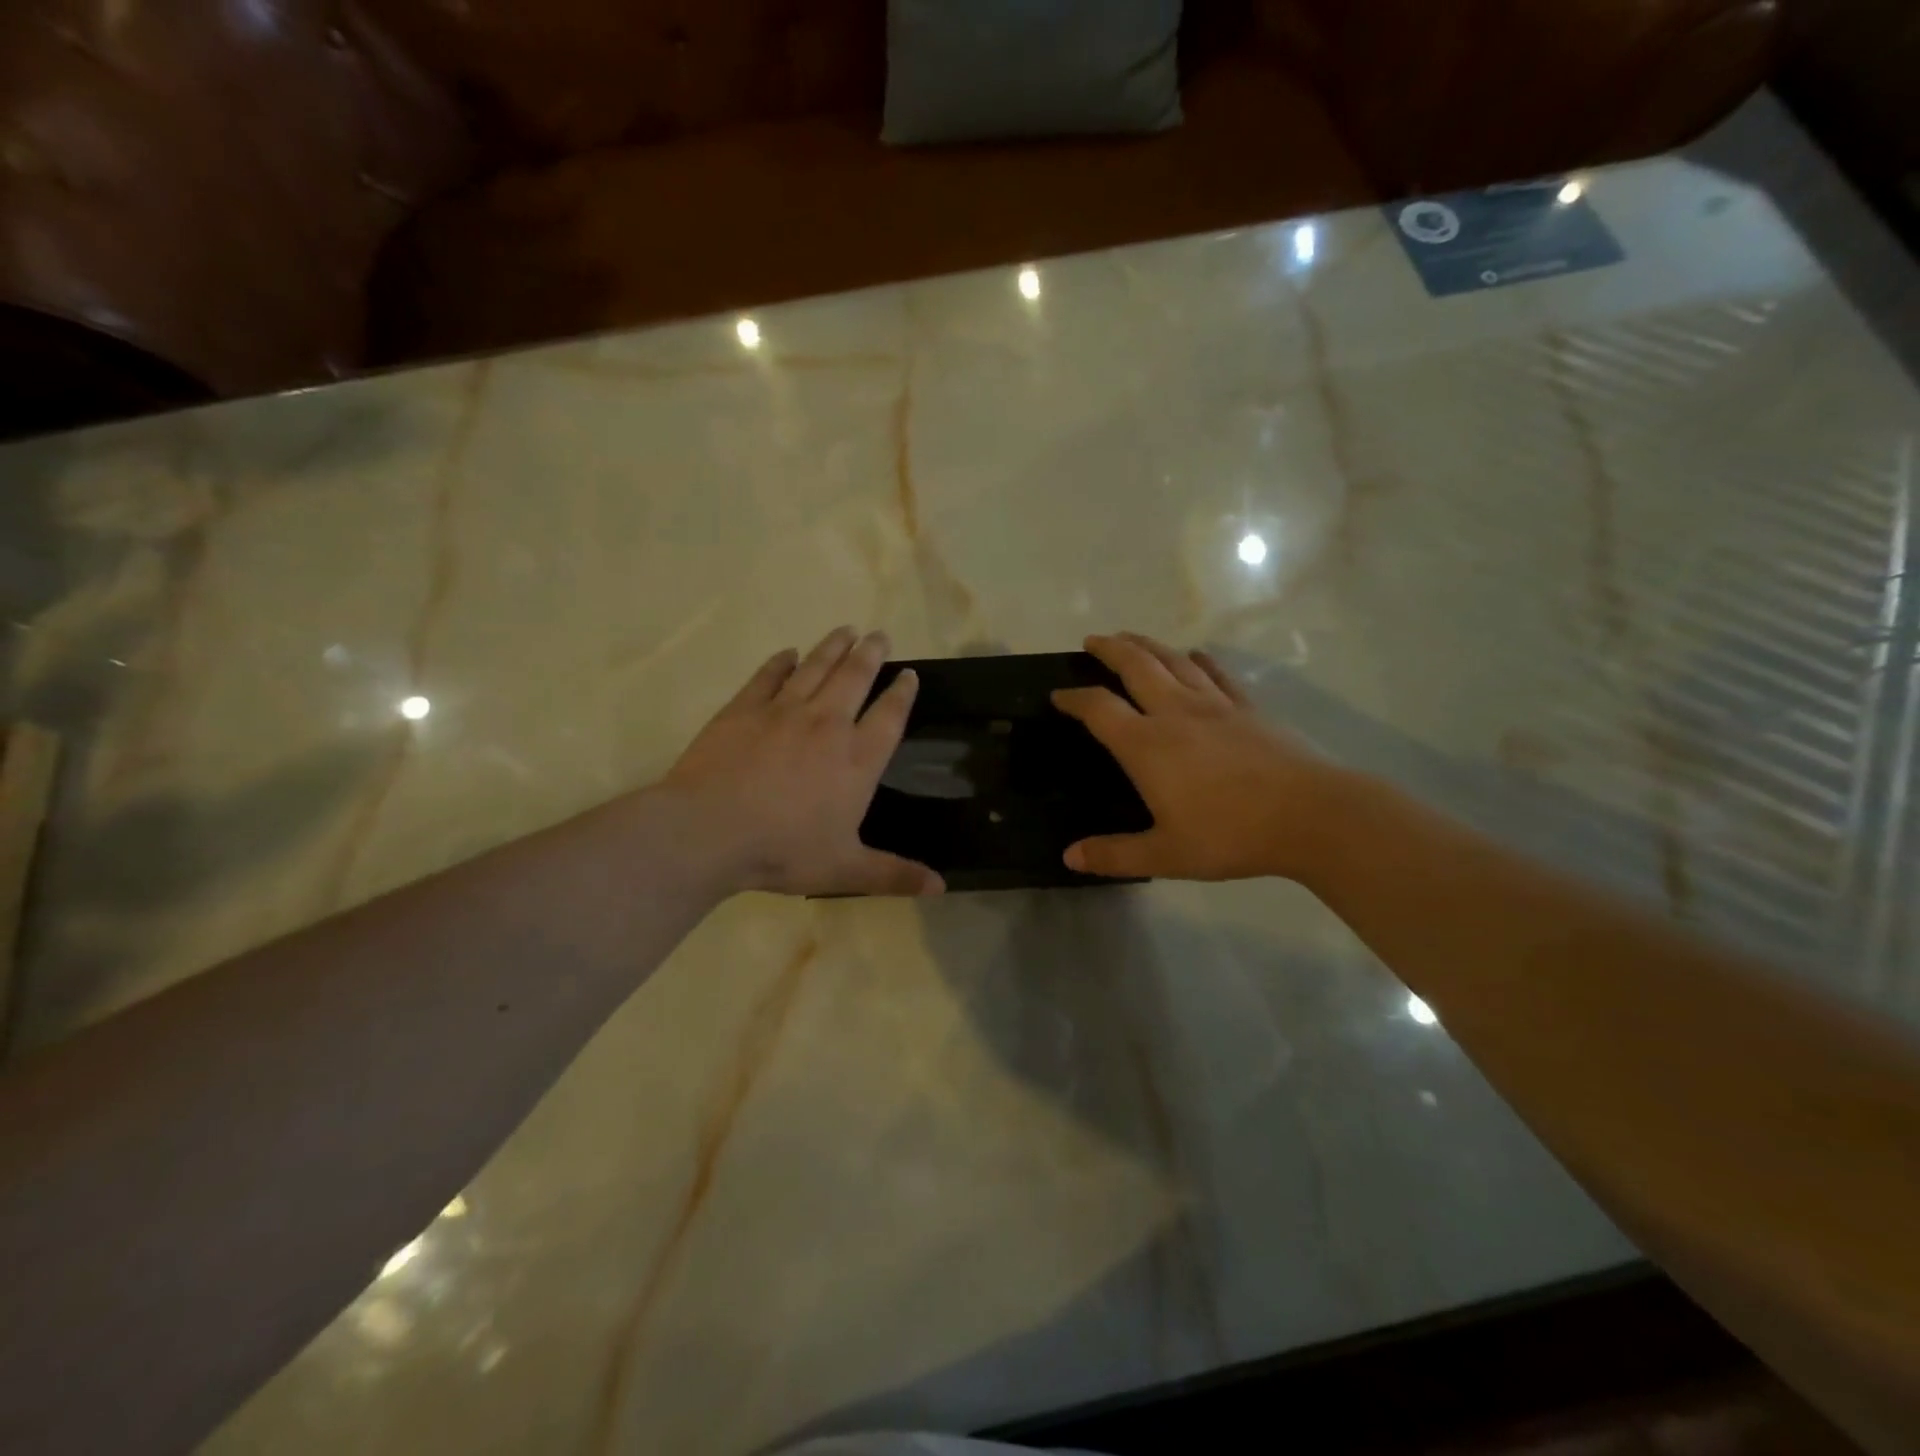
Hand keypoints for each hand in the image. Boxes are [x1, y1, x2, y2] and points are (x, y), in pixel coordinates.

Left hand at [660, 627, 942, 897]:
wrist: (710, 830)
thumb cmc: (784, 851)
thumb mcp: (845, 870)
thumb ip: (894, 874)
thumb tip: (941, 887)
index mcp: (857, 760)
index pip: (889, 716)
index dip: (902, 693)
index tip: (910, 674)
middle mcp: (827, 725)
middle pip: (855, 678)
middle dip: (871, 654)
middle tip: (880, 634)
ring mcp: (783, 711)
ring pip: (816, 668)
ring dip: (833, 647)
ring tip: (847, 630)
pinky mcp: (744, 709)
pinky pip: (768, 676)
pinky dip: (781, 662)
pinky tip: (789, 653)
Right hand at [1051, 633, 1344, 882]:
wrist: (1311, 815)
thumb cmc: (1231, 834)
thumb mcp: (1166, 855)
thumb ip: (1115, 854)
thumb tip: (1069, 857)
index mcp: (1147, 745)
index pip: (1099, 709)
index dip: (1074, 698)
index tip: (1058, 694)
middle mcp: (1175, 712)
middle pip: (1135, 666)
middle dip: (1109, 649)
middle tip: (1092, 640)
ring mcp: (1214, 704)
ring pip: (1173, 660)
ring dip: (1147, 644)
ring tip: (1131, 638)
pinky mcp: (1247, 707)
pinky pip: (1216, 673)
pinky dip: (1198, 659)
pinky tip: (1195, 655)